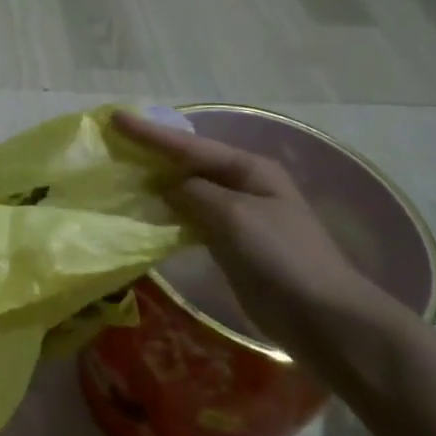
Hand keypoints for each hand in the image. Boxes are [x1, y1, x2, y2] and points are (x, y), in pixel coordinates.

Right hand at [113, 109, 387, 355]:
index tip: (114, 118)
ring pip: (188, 191)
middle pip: (188, 163)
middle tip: (113, 144)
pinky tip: (145, 214)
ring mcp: (238, 215)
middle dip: (152, 153)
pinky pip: (191, 219)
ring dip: (157, 184)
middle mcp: (243, 185)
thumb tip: (165, 185)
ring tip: (121, 175)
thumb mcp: (232, 215)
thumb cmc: (281, 257)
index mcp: (249, 168)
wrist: (322, 318)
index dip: (150, 133)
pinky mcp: (231, 244)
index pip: (189, 145)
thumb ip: (193, 192)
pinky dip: (168, 213)